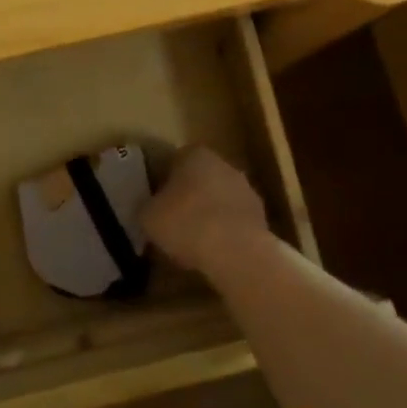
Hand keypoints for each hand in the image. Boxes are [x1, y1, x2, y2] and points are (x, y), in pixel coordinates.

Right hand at [141, 147, 269, 276]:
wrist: (237, 252)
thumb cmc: (186, 224)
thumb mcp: (148, 216)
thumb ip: (146, 206)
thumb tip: (148, 208)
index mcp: (194, 154)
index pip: (173, 160)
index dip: (162, 182)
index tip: (155, 203)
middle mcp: (222, 163)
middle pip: (199, 178)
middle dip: (187, 196)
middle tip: (172, 222)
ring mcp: (245, 188)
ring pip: (218, 199)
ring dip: (208, 214)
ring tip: (193, 243)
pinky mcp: (260, 215)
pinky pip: (234, 221)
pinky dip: (225, 232)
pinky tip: (214, 252)